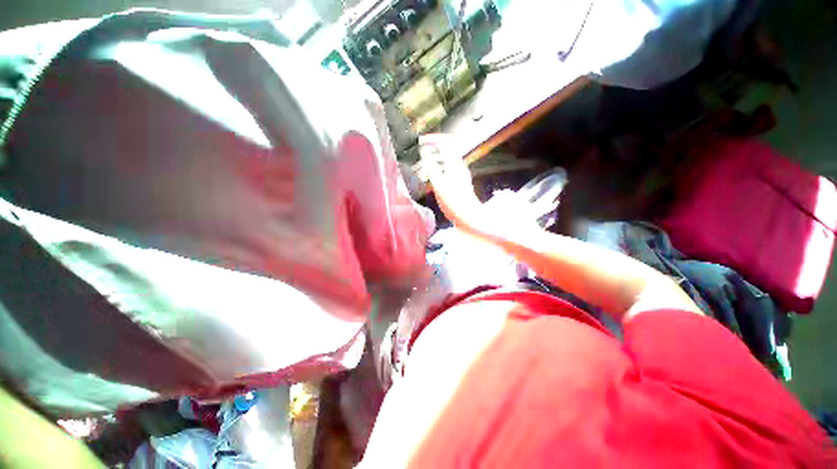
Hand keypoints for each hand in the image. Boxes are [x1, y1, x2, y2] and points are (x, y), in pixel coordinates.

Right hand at [419, 135, 485, 232]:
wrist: (469, 218)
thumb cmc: (454, 203)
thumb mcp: (439, 186)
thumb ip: (431, 167)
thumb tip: (425, 152)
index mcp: (455, 165)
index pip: (446, 143)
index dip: (434, 139)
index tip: (422, 141)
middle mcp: (460, 167)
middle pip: (448, 149)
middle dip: (435, 145)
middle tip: (423, 147)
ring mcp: (461, 174)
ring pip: (449, 158)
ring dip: (437, 155)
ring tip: (426, 159)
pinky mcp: (461, 181)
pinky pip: (449, 167)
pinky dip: (440, 165)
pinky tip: (434, 173)